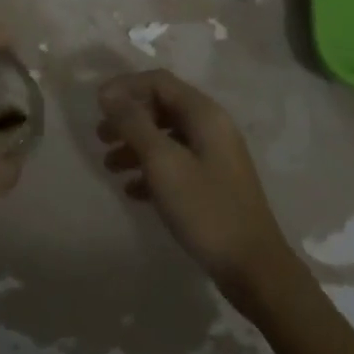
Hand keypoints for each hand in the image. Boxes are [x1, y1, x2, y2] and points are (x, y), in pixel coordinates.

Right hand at [97, 70, 295, 298]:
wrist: (255, 271)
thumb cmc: (206, 210)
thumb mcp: (163, 163)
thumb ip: (134, 124)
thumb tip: (108, 94)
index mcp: (204, 114)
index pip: (158, 82)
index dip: (125, 87)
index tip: (97, 104)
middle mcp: (212, 128)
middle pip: (162, 107)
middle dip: (128, 118)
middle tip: (100, 136)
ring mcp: (215, 157)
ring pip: (167, 137)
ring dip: (136, 145)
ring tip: (109, 166)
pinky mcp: (214, 184)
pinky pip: (176, 163)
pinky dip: (151, 170)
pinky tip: (132, 191)